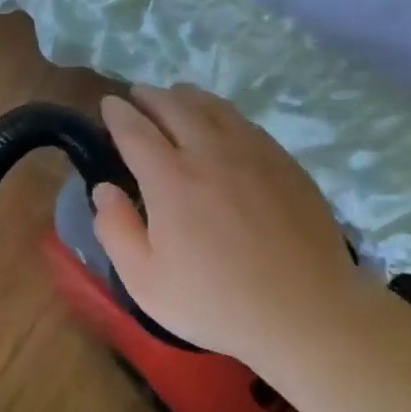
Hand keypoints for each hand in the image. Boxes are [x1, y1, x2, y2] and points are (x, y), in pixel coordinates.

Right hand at [92, 85, 369, 366]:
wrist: (306, 315)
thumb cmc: (215, 303)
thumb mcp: (145, 281)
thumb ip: (115, 230)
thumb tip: (103, 190)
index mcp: (171, 180)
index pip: (135, 130)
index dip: (118, 113)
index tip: (108, 104)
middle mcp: (211, 153)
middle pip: (176, 106)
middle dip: (150, 96)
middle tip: (137, 98)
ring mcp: (255, 154)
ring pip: (215, 107)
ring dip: (187, 98)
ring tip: (175, 99)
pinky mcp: (286, 164)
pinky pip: (246, 123)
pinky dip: (222, 114)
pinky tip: (221, 125)